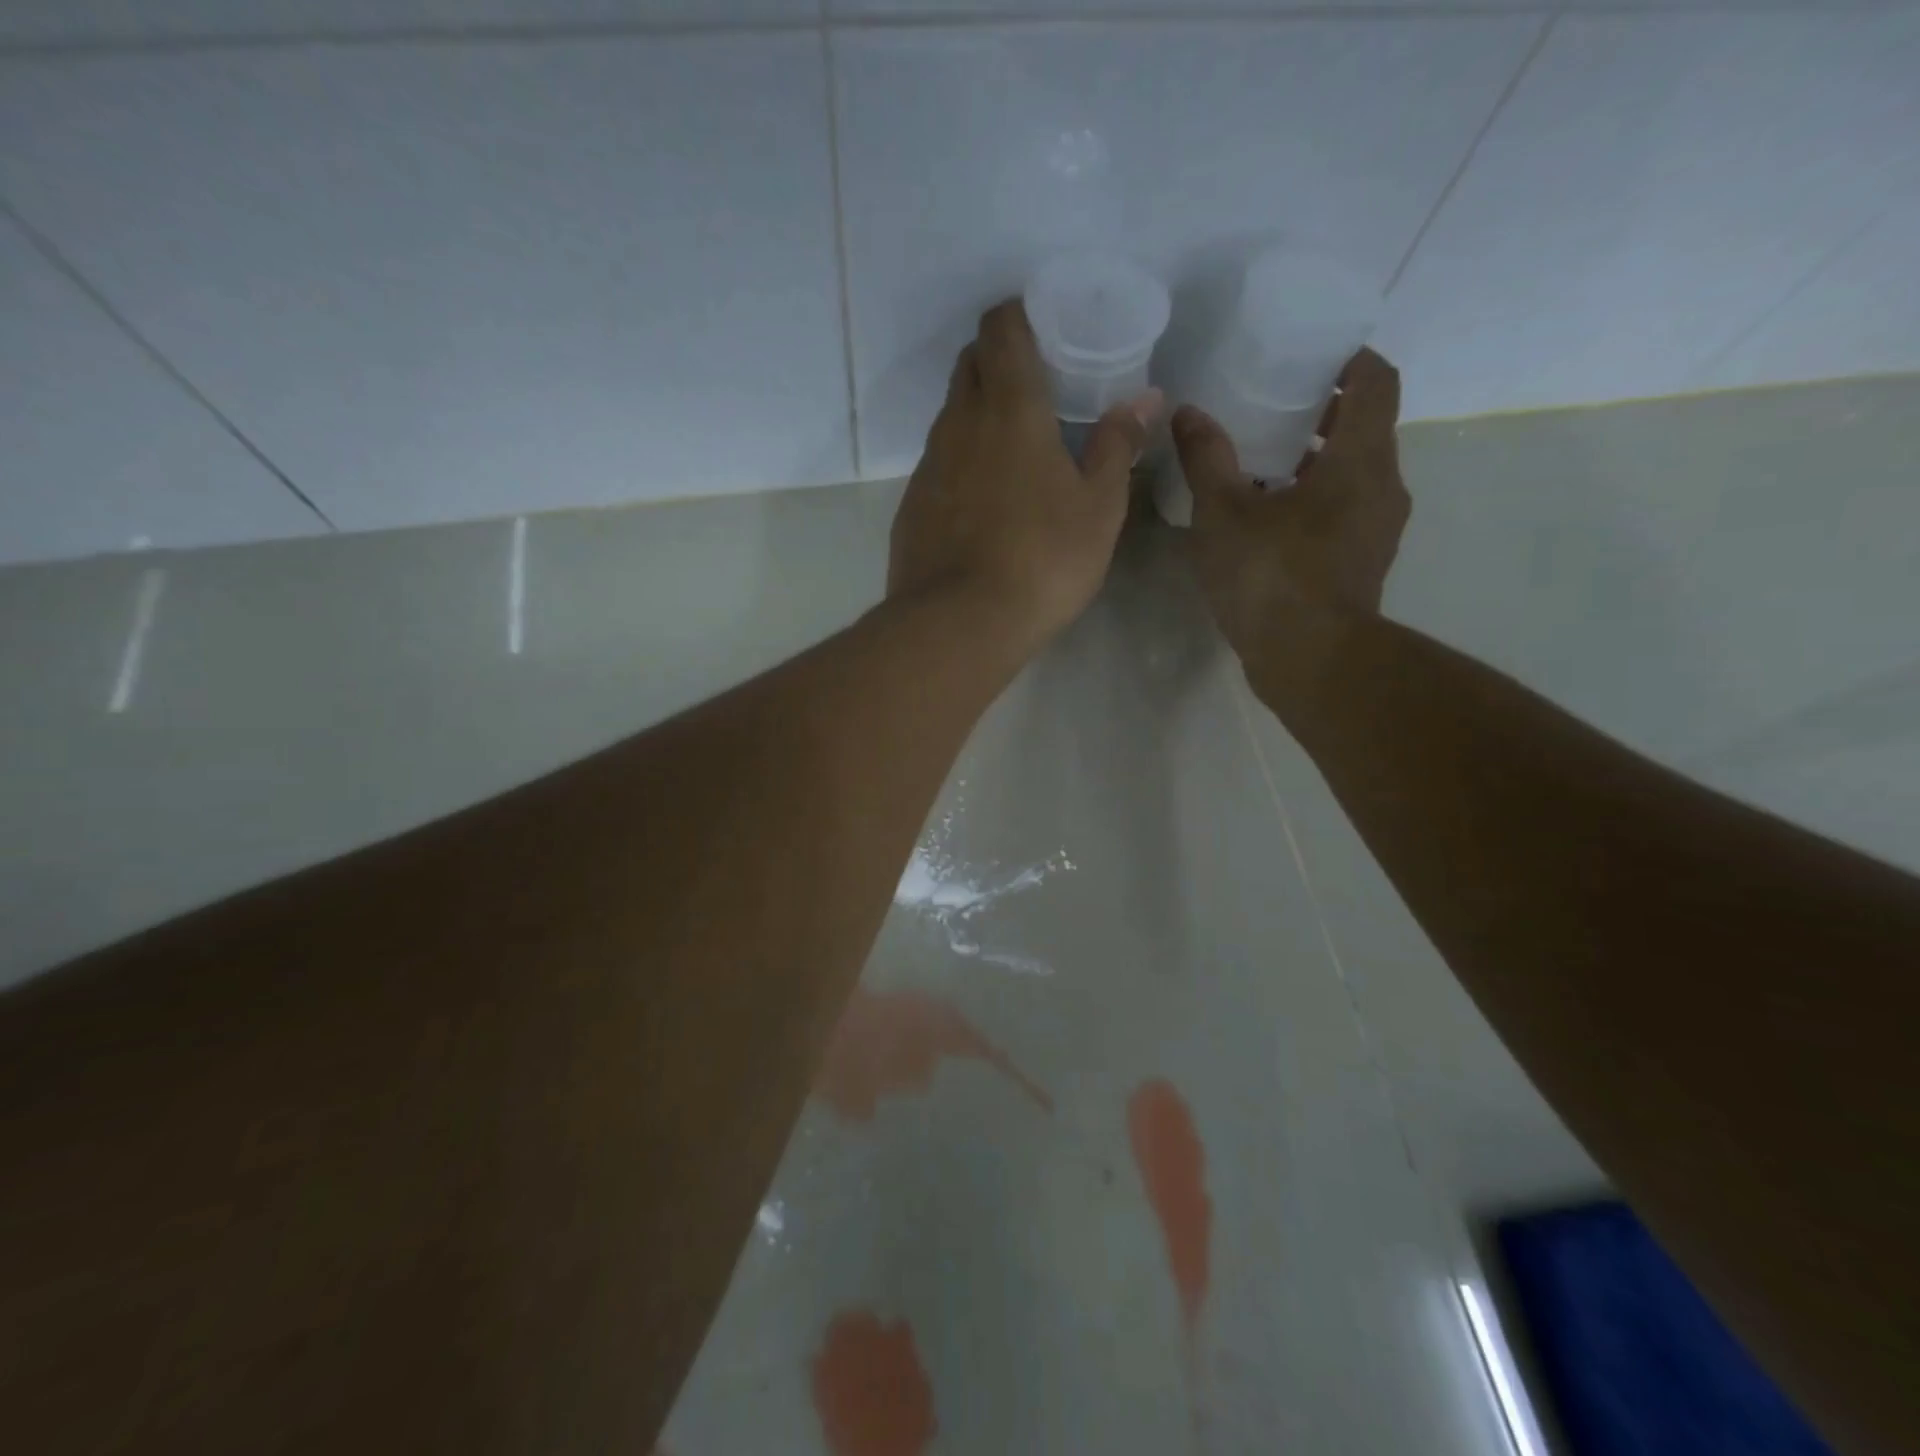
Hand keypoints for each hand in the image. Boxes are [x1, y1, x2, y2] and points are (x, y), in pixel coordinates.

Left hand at [889, 300, 1160, 651]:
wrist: (958, 623)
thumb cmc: (1042, 560)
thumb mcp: (1099, 508)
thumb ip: (1117, 446)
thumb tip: (1144, 398)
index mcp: (1011, 408)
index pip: (1002, 328)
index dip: (1020, 316)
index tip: (1045, 329)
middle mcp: (960, 424)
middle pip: (971, 364)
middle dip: (999, 360)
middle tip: (1037, 387)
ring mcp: (928, 466)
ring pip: (951, 416)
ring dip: (979, 415)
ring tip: (1014, 448)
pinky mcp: (911, 506)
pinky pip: (938, 464)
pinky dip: (961, 463)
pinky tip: (984, 501)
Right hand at [1171, 347, 1408, 671]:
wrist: (1310, 660)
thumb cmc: (1270, 576)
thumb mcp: (1223, 513)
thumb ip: (1207, 458)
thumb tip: (1187, 413)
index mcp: (1360, 459)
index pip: (1376, 382)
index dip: (1350, 360)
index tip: (1313, 357)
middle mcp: (1383, 486)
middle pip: (1365, 429)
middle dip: (1323, 413)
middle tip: (1271, 408)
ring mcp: (1378, 530)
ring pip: (1354, 475)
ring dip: (1317, 462)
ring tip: (1262, 465)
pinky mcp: (1363, 565)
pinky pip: (1345, 513)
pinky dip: (1315, 502)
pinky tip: (1269, 520)